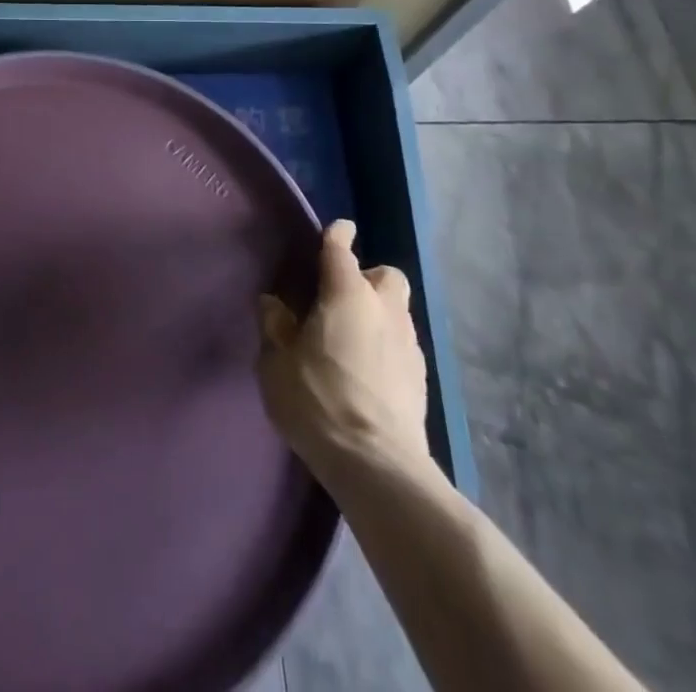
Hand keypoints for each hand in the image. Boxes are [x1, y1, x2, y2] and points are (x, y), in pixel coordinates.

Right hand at [257, 219, 434, 488]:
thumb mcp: (276, 363)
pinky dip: (387, 346)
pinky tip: (368, 371)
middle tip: (341, 300)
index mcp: (347, 294)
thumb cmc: (318, 401)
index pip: (341, 249)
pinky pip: (402, 344)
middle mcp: (384, 309)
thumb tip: (274, 304)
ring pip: (397, 310)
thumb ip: (275, 326)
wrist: (377, 465)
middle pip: (386, 276)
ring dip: (378, 314)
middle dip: (368, 278)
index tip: (337, 230)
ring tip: (352, 339)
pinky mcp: (421, 378)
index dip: (337, 234)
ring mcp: (409, 343)